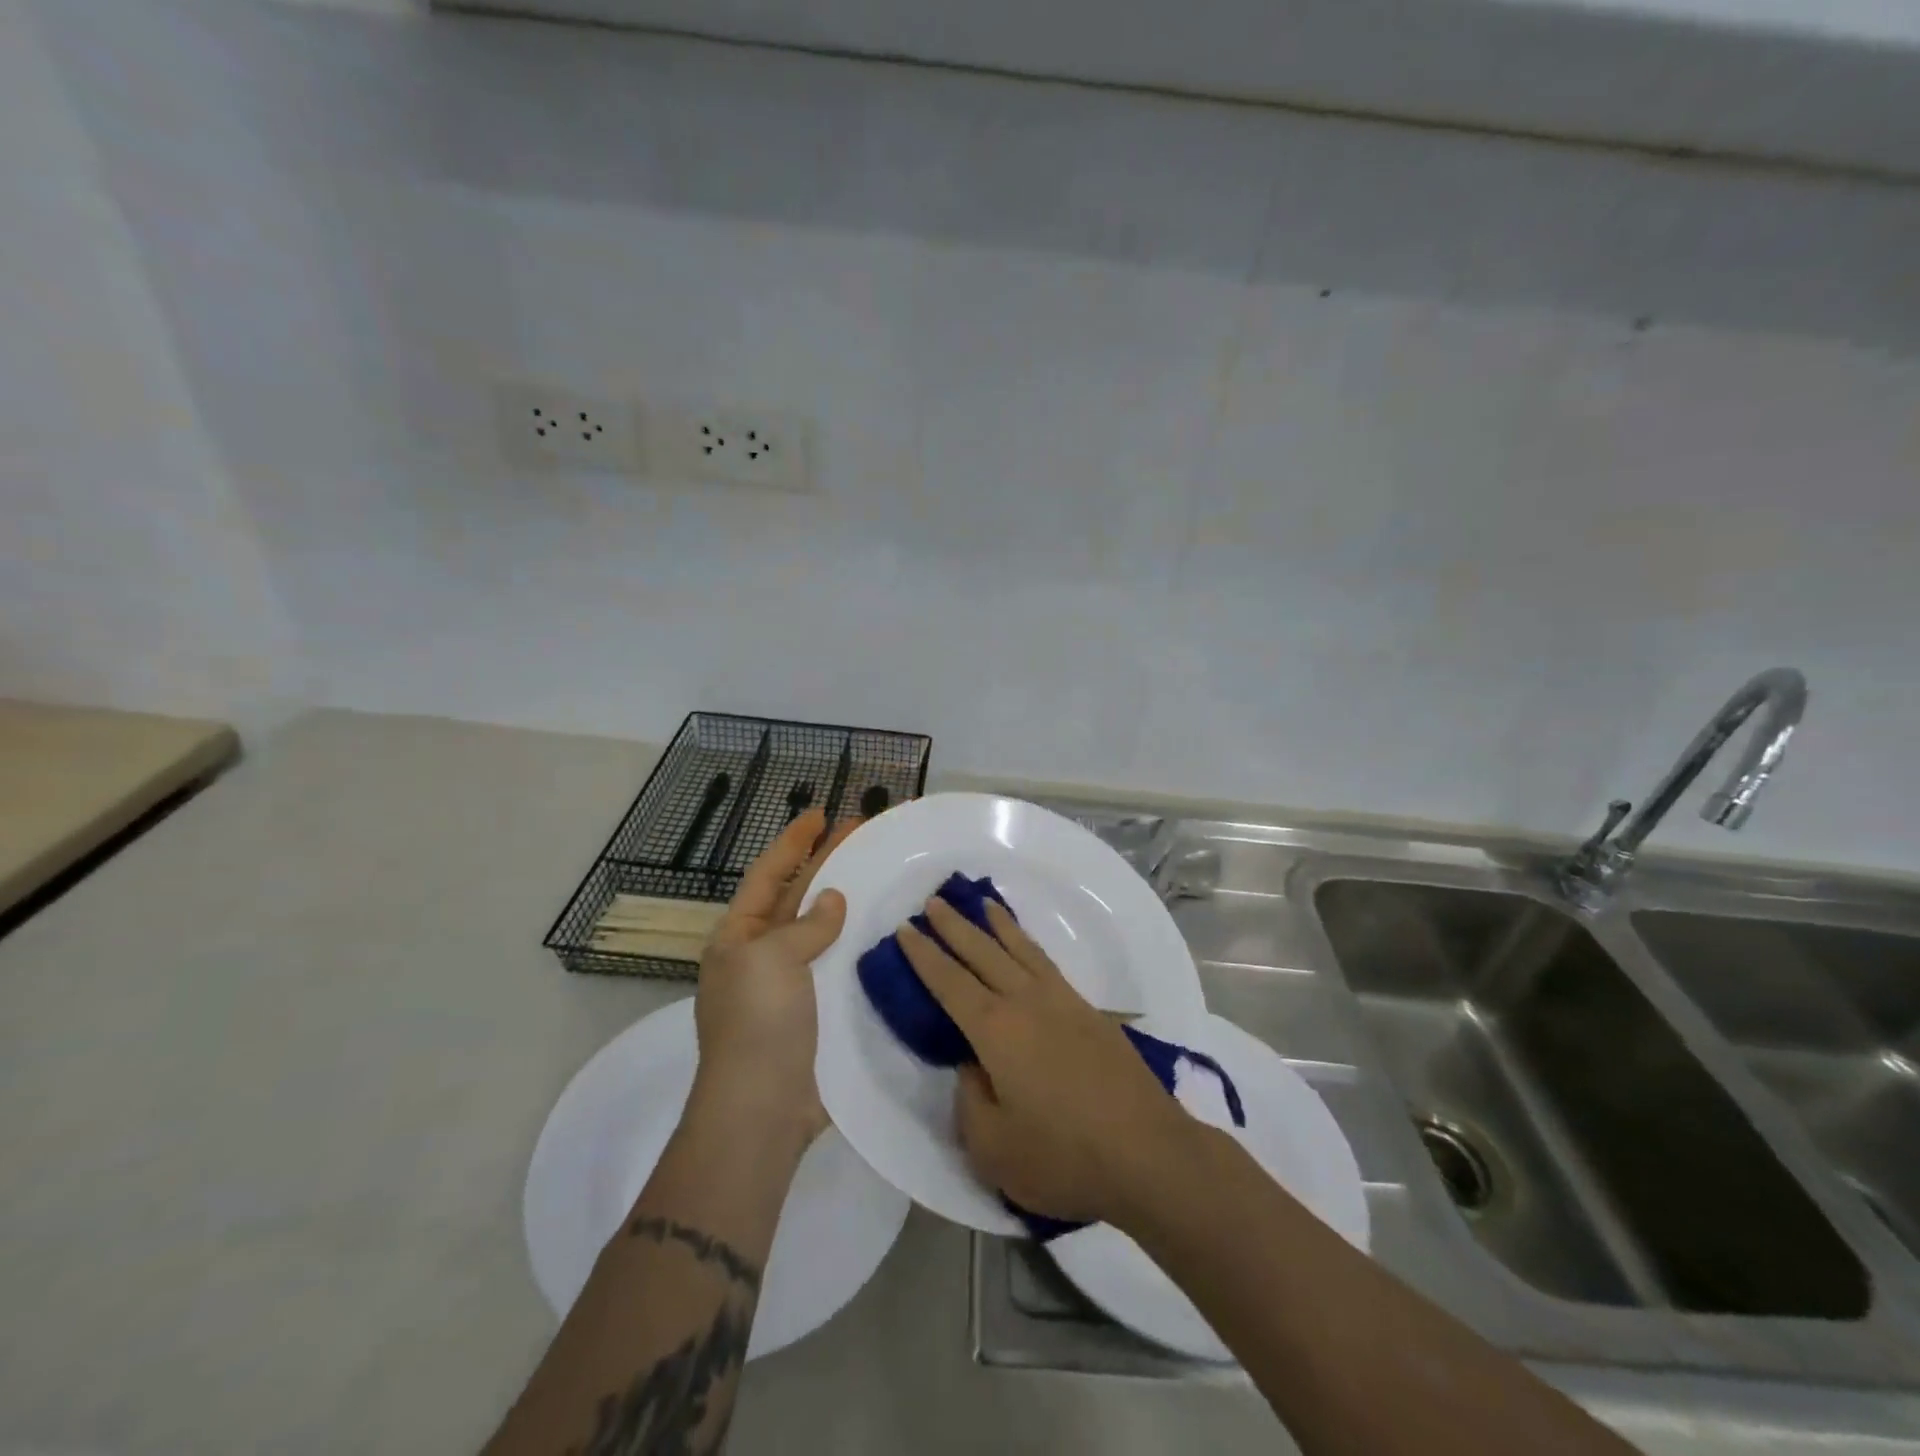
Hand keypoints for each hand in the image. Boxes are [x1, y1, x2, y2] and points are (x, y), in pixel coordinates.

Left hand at [692, 808, 857, 1148]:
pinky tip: (885, 930)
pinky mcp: (819, 1011)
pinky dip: (859, 944)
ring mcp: (792, 985)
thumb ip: (806, 925)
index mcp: (739, 937)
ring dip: (848, 902)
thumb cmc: (758, 1022)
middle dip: (827, 863)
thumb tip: (833, 901)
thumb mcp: (771, 959)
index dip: (793, 842)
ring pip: (823, 930)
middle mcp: (763, 955)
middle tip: (862, 832)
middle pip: (798, 896)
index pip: (768, 874)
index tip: (820, 814)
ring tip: (879, 872)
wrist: (762, 1108)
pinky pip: (840, 965)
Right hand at [897, 897, 1195, 1226]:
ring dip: (996, 924)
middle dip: (953, 927)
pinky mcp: (1090, 1013)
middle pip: (982, 953)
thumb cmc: (1063, 1157)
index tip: (905, 928)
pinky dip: (1029, 944)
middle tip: (933, 902)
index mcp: (995, 1030)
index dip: (924, 955)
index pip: (949, 982)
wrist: (1149, 1153)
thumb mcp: (993, 1148)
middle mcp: (1026, 1002)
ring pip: (1020, 949)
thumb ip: (970, 1100)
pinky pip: (1048, 963)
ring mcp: (1063, 1002)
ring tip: (981, 903)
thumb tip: (974, 1066)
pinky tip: (1027, 947)